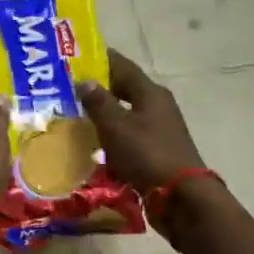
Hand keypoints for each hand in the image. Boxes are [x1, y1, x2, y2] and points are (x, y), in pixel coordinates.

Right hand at [78, 51, 205, 198]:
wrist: (181, 198)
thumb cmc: (147, 154)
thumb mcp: (116, 126)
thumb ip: (98, 102)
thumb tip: (84, 80)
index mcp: (150, 93)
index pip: (123, 66)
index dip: (101, 59)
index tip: (77, 56)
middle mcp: (158, 106)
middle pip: (126, 89)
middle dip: (100, 87)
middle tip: (71, 87)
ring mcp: (160, 129)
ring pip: (128, 113)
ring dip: (106, 113)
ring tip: (78, 115)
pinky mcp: (158, 151)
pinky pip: (131, 135)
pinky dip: (114, 135)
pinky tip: (95, 143)